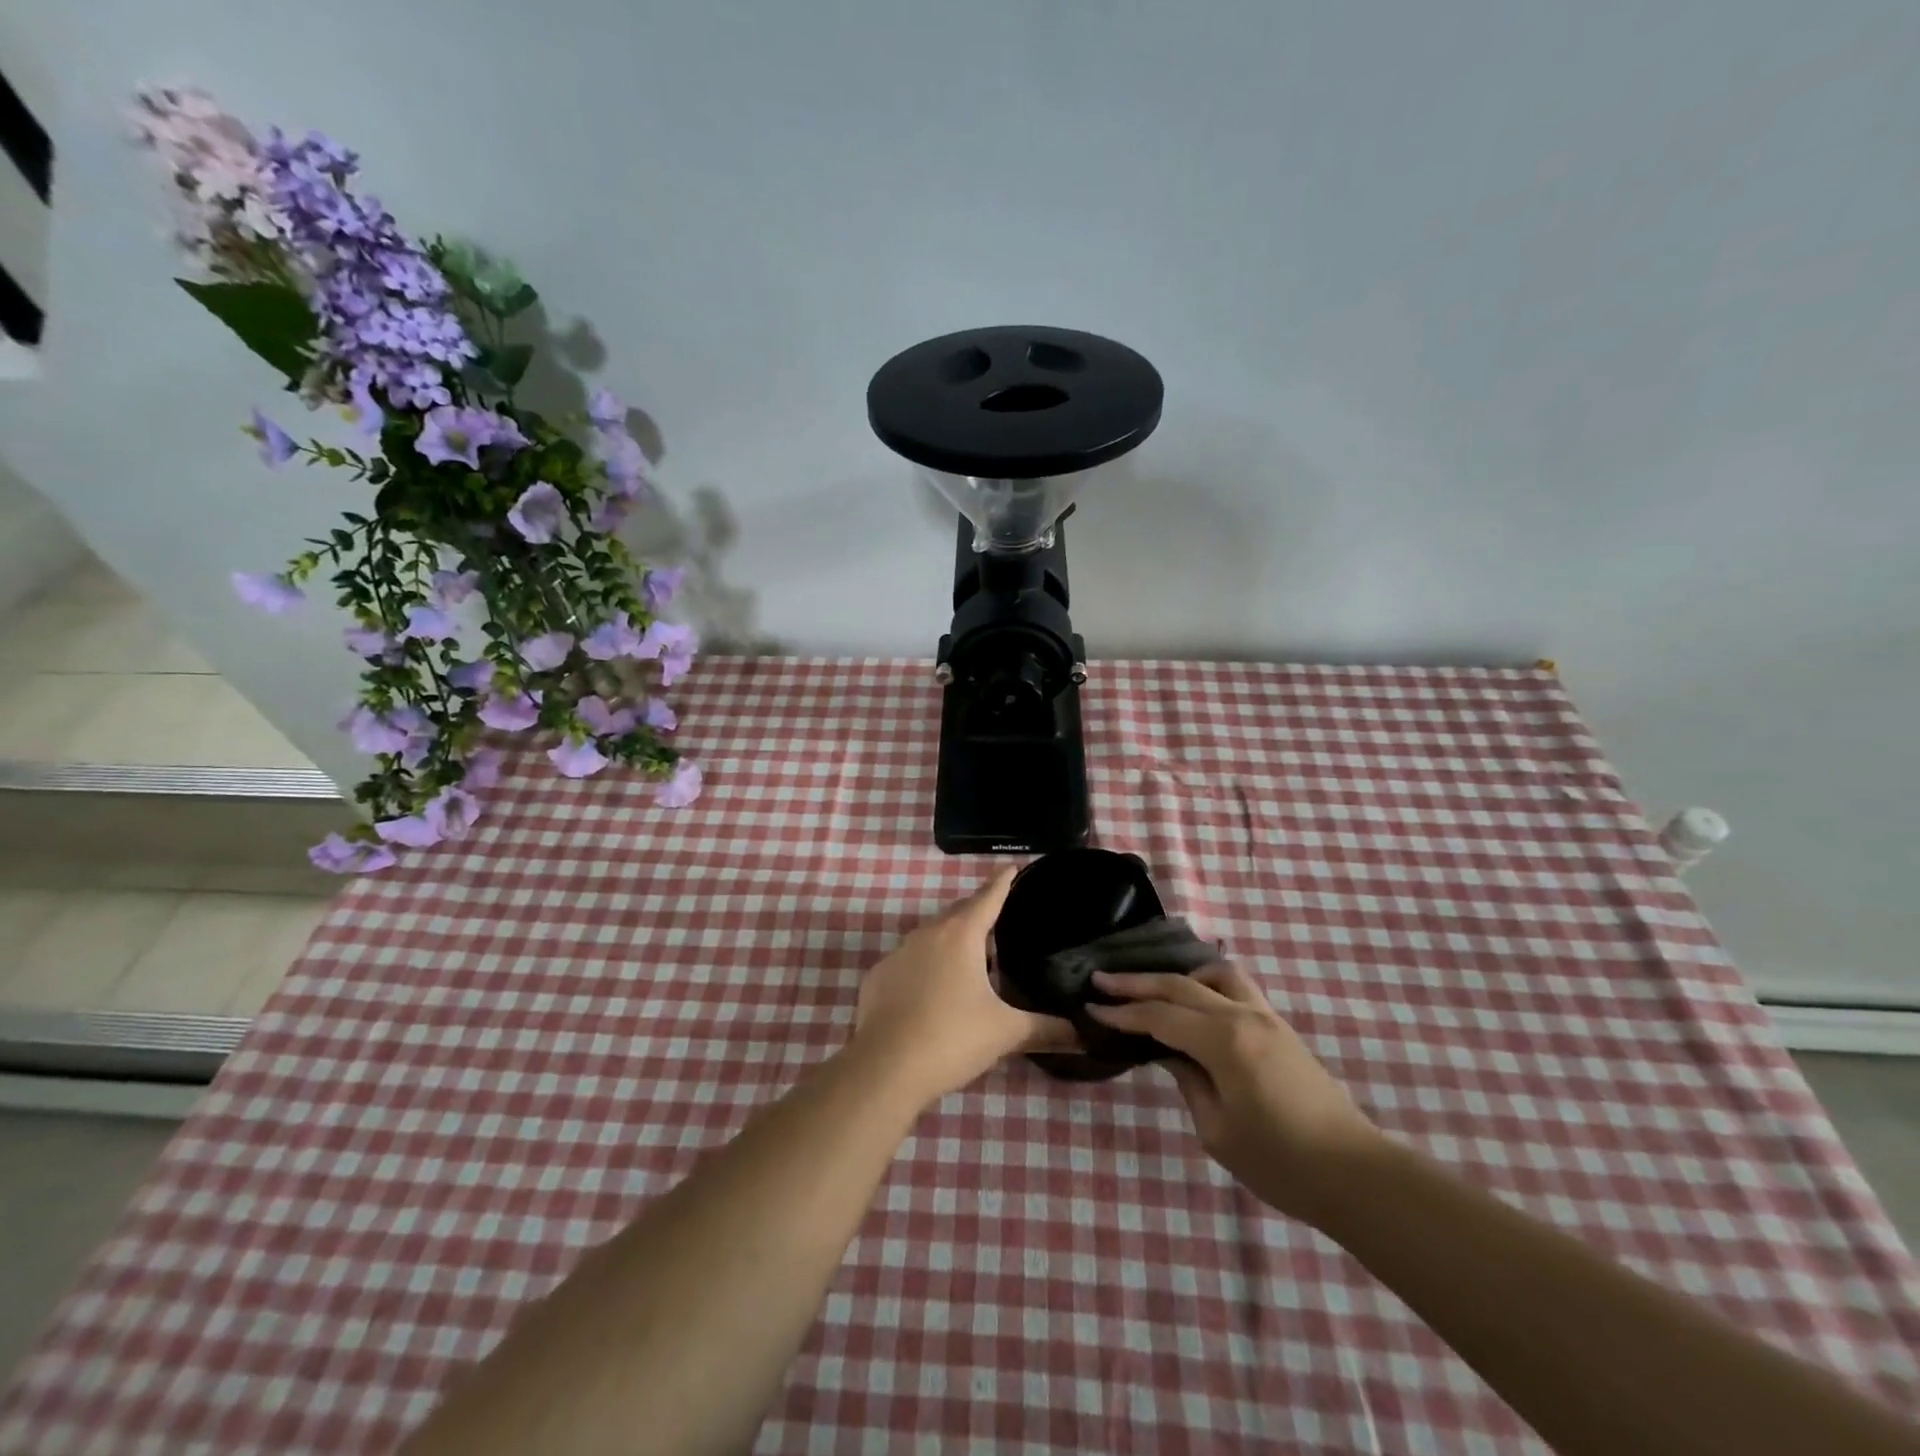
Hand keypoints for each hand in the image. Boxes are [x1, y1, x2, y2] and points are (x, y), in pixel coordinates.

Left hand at [852, 867, 1077, 1107]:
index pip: (988, 897)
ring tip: (970, 957)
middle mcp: (927, 934)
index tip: (1013, 866)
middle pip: (958, 913)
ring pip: (931, 936)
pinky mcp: (878, 977)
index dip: (1003, 882)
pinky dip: (924, 966)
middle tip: (998, 917)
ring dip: (951, 940)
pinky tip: (932, 990)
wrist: (885, 1067)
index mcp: (961, 935)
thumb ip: (1045, 1030)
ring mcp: (898, 954)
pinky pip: (908, 961)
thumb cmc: (952, 1038)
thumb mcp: (1005, 1033)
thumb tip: (1084, 1036)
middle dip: (978, 911)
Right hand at [1086, 962, 1379, 1222]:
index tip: (1090, 1008)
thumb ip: (1188, 1081)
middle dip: (1137, 983)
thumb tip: (1169, 1054)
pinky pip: (1236, 988)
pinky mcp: (1280, 1027)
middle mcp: (1243, 1016)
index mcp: (1223, 1042)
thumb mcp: (1217, 1131)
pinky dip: (1208, 985)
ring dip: (1180, 975)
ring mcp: (1266, 1017)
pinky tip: (1196, 1002)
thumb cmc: (1280, 1162)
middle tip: (1101, 979)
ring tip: (1155, 989)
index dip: (1122, 1013)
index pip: (1160, 1016)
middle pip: (1180, 986)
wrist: (1355, 1174)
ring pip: (1215, 974)